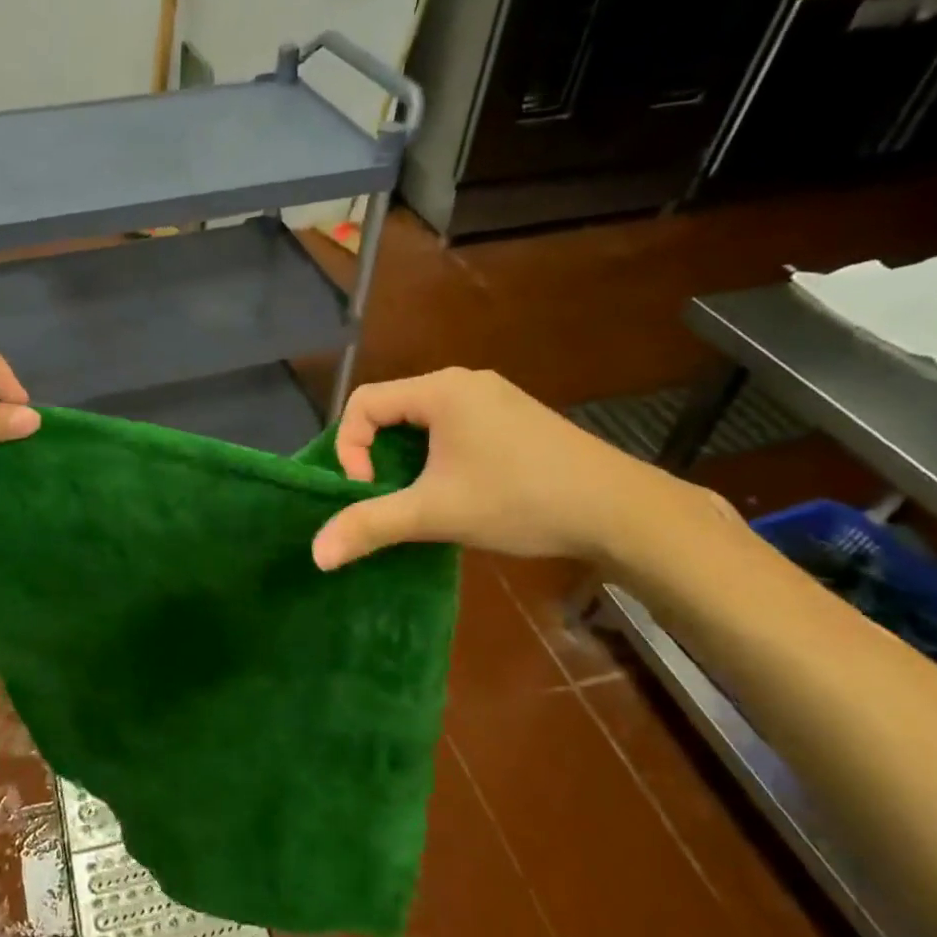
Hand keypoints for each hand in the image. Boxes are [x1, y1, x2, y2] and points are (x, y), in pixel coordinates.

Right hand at [311, 368, 735, 569]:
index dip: (350, 447)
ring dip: (408, 459)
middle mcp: (465, 382)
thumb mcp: (435, 513)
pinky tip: (459, 491)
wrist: (622, 511)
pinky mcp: (515, 419)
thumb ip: (370, 526)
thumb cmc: (520, 500)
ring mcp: (495, 398)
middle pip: (392, 409)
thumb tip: (315, 554)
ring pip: (424, 421)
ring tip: (419, 498)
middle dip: (378, 455)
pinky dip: (438, 456)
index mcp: (441, 390)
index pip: (364, 402)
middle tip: (388, 497)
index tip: (368, 490)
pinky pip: (455, 428)